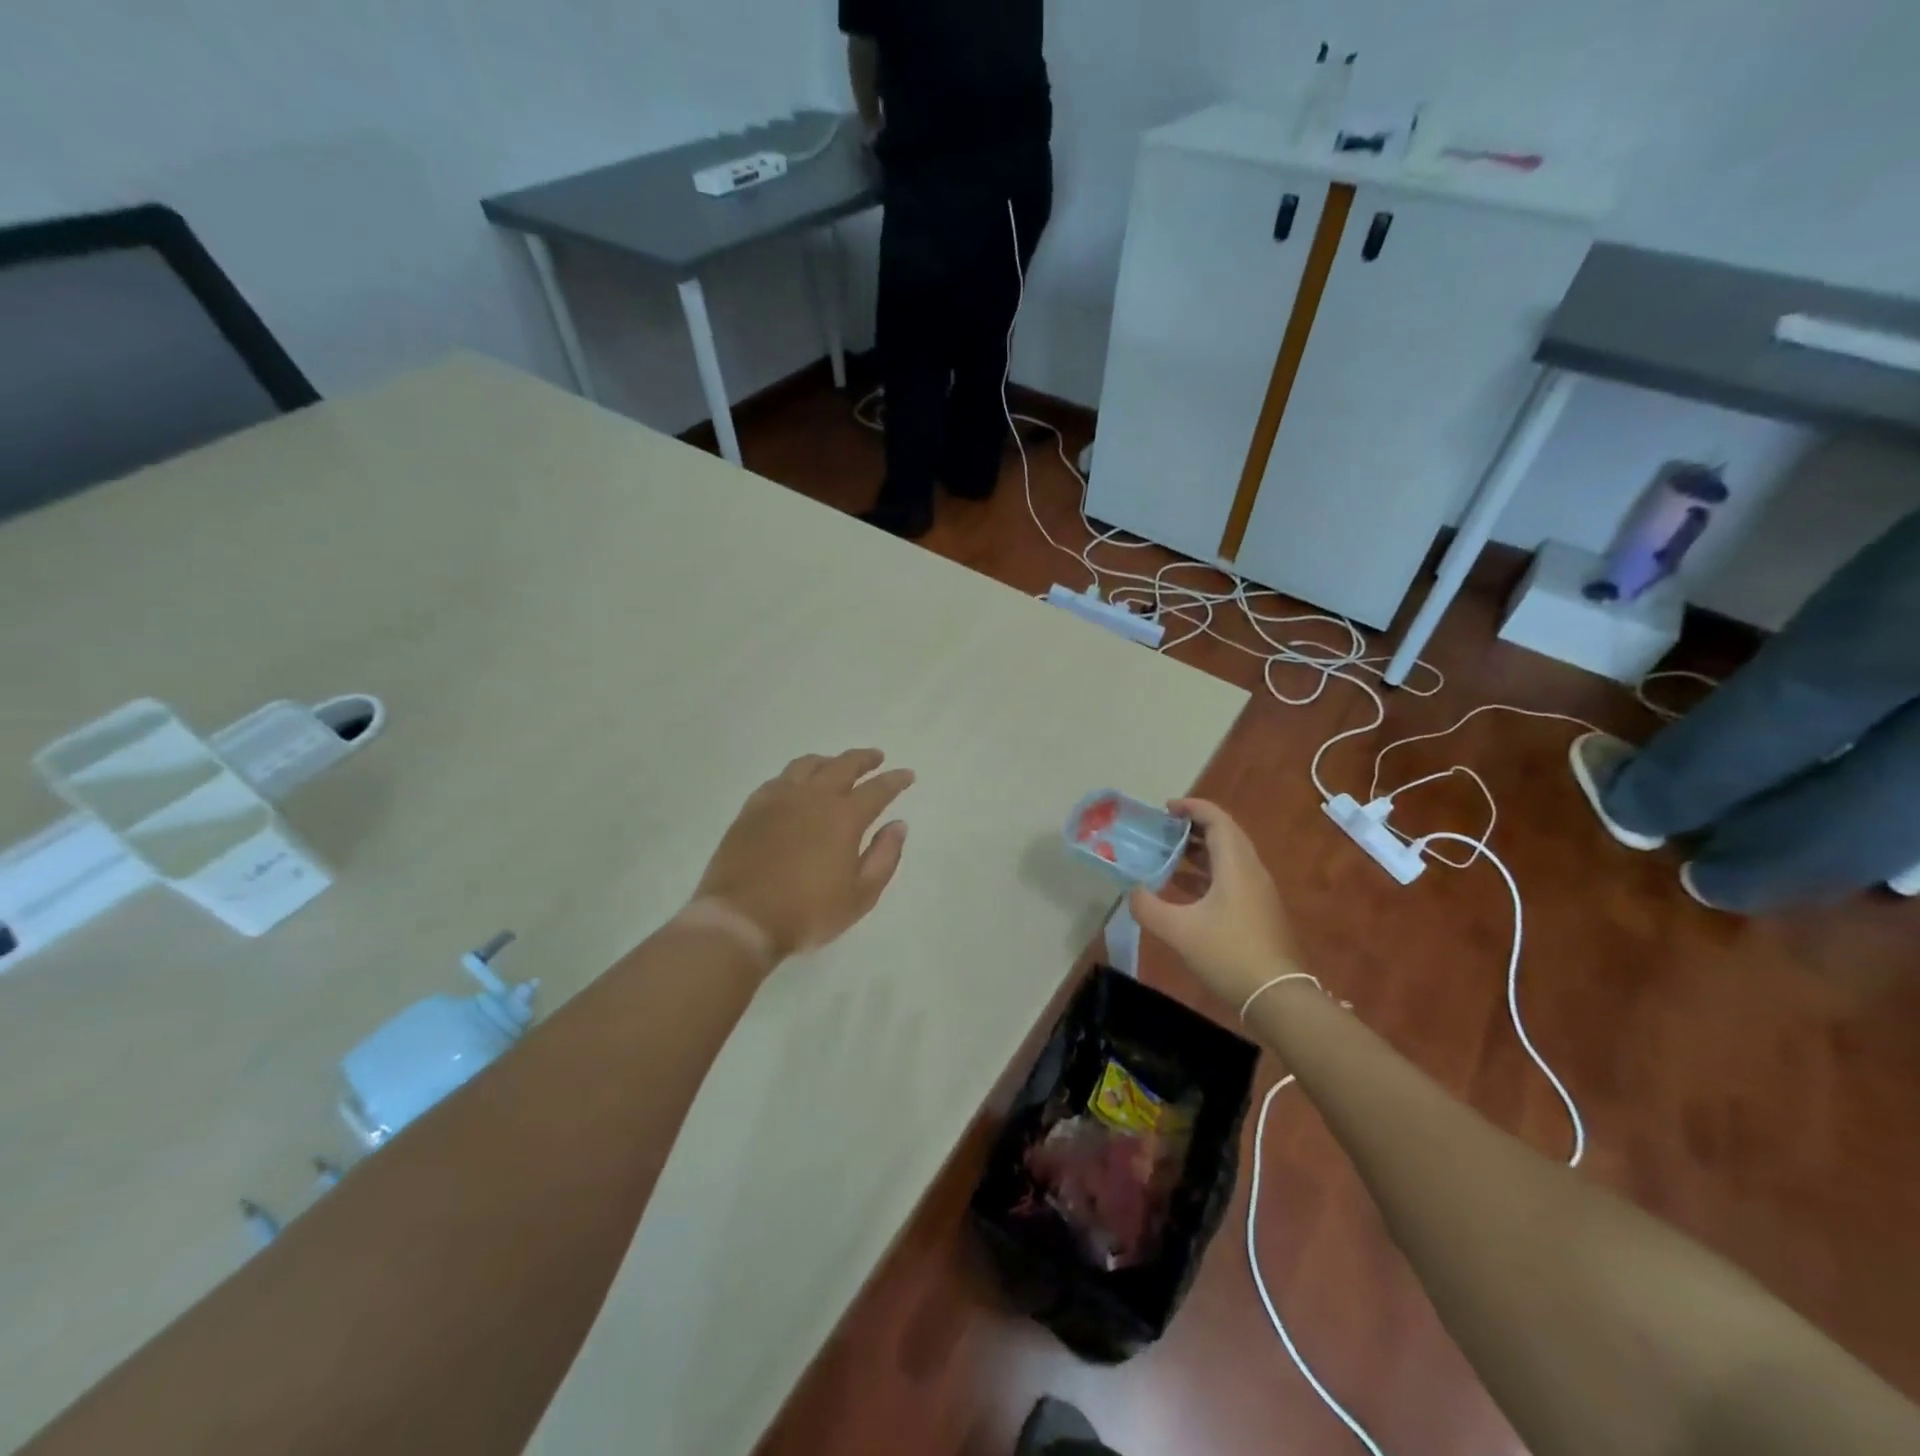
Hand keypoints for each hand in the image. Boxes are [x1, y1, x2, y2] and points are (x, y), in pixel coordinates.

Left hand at [691, 749, 913, 962]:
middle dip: (864, 759)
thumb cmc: (807, 913)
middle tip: (876, 758)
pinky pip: (778, 779)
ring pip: (807, 765)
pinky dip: (796, 775)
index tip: (907, 775)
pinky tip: (796, 785)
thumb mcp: (860, 896)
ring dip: (828, 761)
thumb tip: (898, 825)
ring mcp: (778, 799)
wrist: (741, 920)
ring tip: (836, 765)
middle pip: (843, 765)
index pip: (877, 789)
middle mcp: (813, 798)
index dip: (895, 780)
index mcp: (844, 817)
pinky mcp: (752, 808)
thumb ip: (884, 857)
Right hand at [1128, 799, 1298, 1005]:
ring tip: (1168, 855)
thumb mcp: (1179, 930)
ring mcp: (1258, 891)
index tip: (1165, 808)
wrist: (1276, 996)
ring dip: (1200, 851)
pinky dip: (1207, 874)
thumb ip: (1148, 907)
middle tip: (1163, 829)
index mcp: (1235, 865)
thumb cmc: (1228, 954)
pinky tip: (1183, 890)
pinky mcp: (1258, 910)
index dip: (1191, 807)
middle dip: (1193, 827)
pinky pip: (1231, 877)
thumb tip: (1132, 892)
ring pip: (1228, 857)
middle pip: (1224, 834)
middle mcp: (1251, 870)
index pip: (1216, 819)